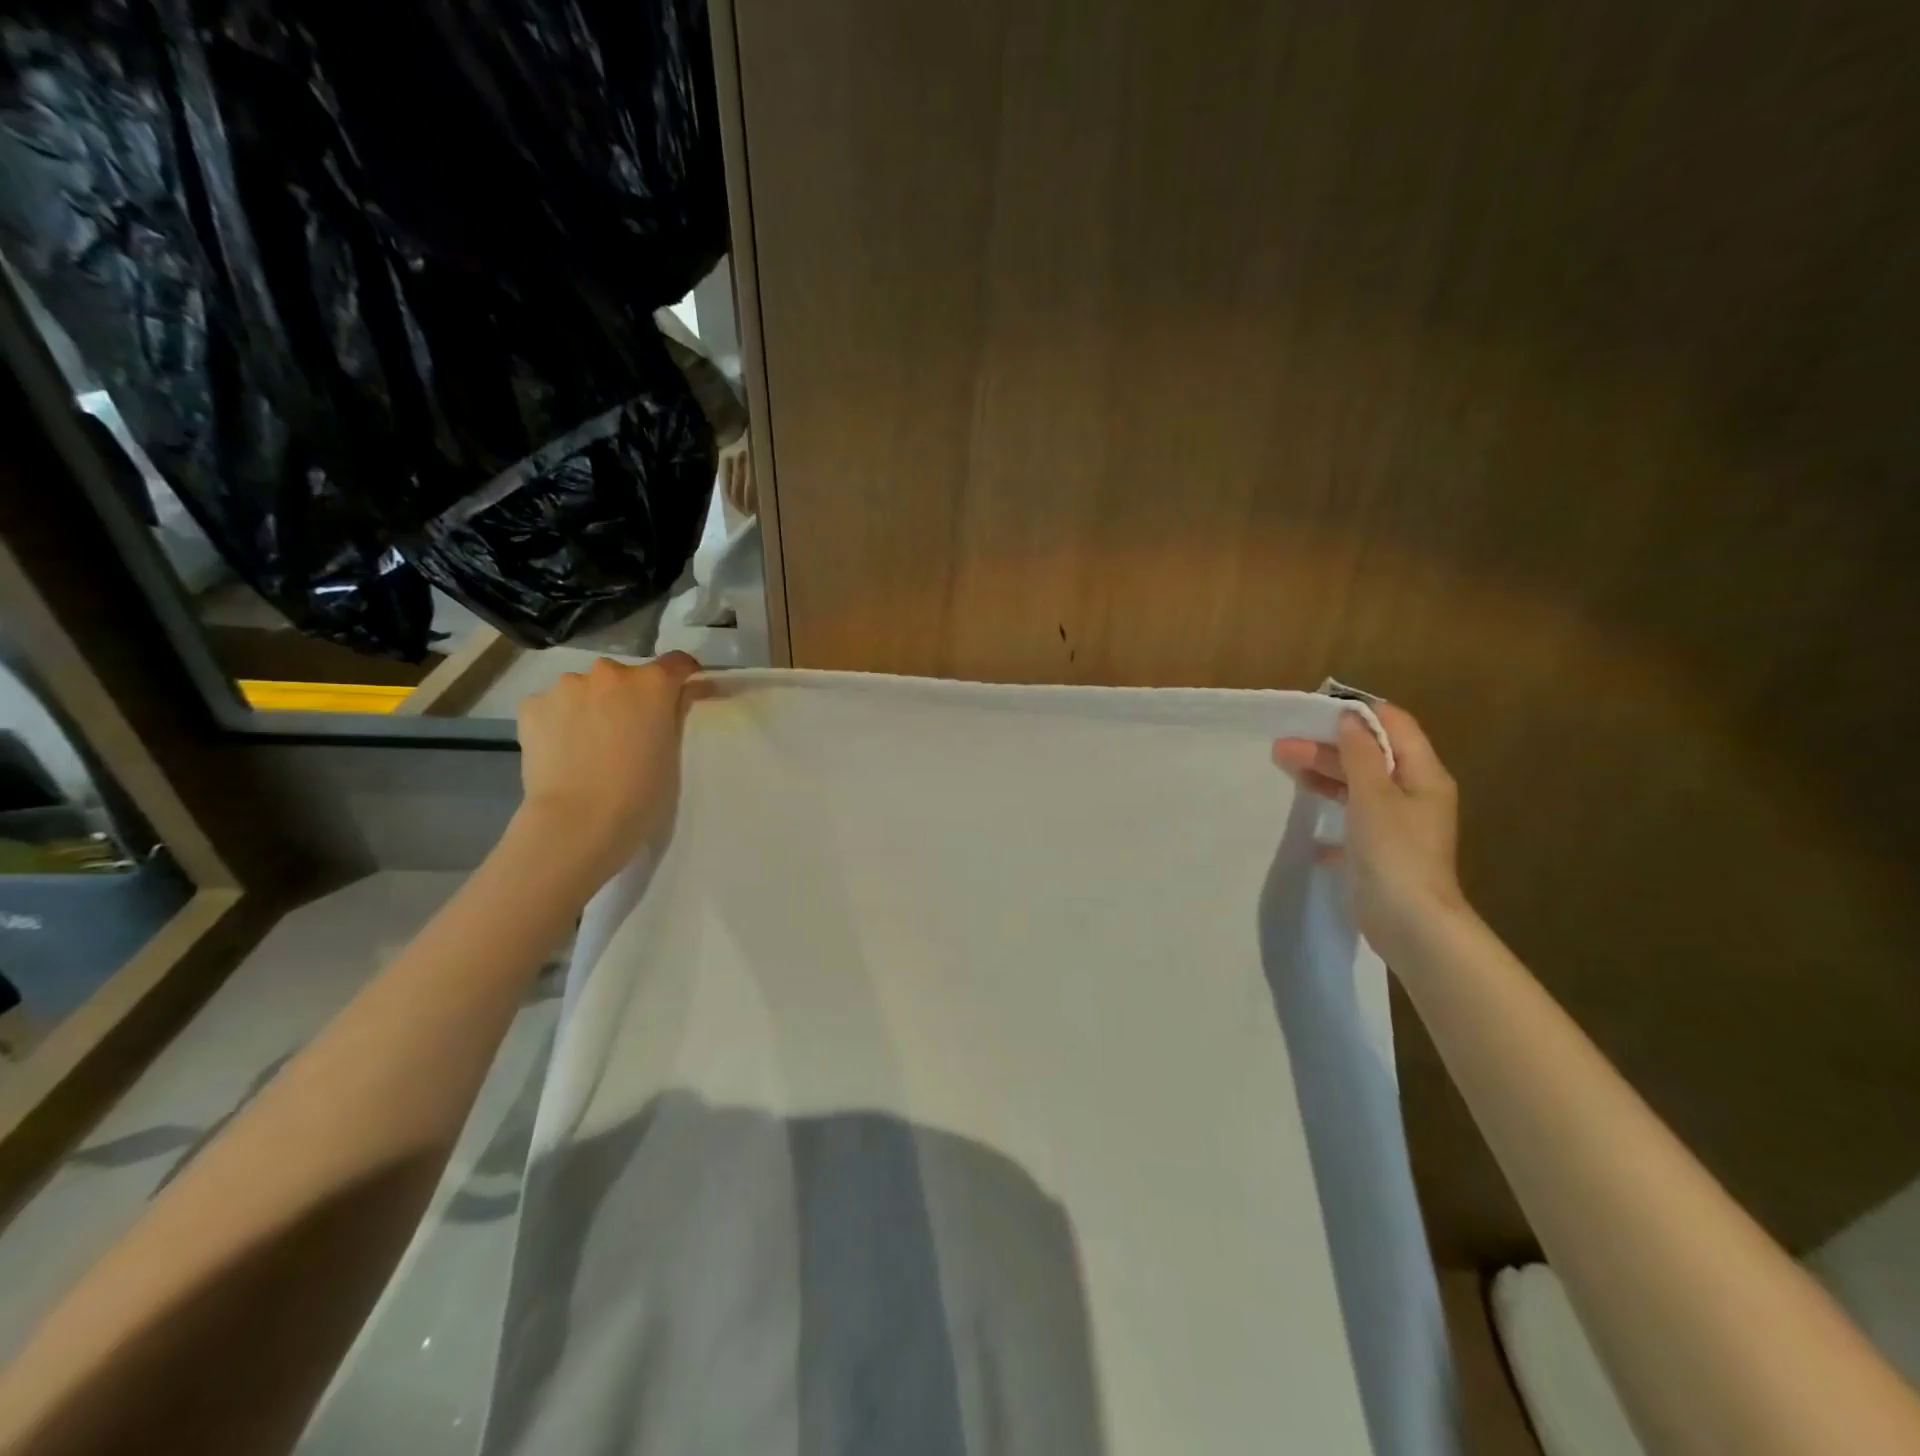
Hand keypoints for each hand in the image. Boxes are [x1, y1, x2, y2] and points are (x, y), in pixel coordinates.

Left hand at [515, 652, 700, 887]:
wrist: (578, 820)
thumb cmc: (641, 792)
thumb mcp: (672, 751)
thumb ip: (674, 715)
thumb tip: (681, 696)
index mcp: (652, 683)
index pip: (678, 663)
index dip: (683, 677)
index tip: (683, 695)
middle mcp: (609, 672)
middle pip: (626, 677)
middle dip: (628, 697)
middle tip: (628, 732)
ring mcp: (566, 686)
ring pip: (585, 689)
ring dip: (591, 706)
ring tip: (589, 744)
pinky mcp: (532, 706)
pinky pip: (553, 705)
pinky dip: (560, 720)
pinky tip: (562, 750)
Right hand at [1272, 703, 1467, 951]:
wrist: (1410, 922)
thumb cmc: (1394, 850)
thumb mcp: (1373, 794)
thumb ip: (1359, 753)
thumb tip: (1349, 717)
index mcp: (1423, 775)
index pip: (1395, 726)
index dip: (1359, 715)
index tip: (1316, 713)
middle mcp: (1413, 795)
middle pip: (1370, 758)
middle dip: (1328, 748)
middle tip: (1282, 748)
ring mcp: (1397, 826)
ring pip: (1358, 788)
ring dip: (1325, 777)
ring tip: (1286, 772)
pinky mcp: (1381, 853)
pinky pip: (1352, 824)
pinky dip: (1332, 818)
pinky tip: (1311, 831)